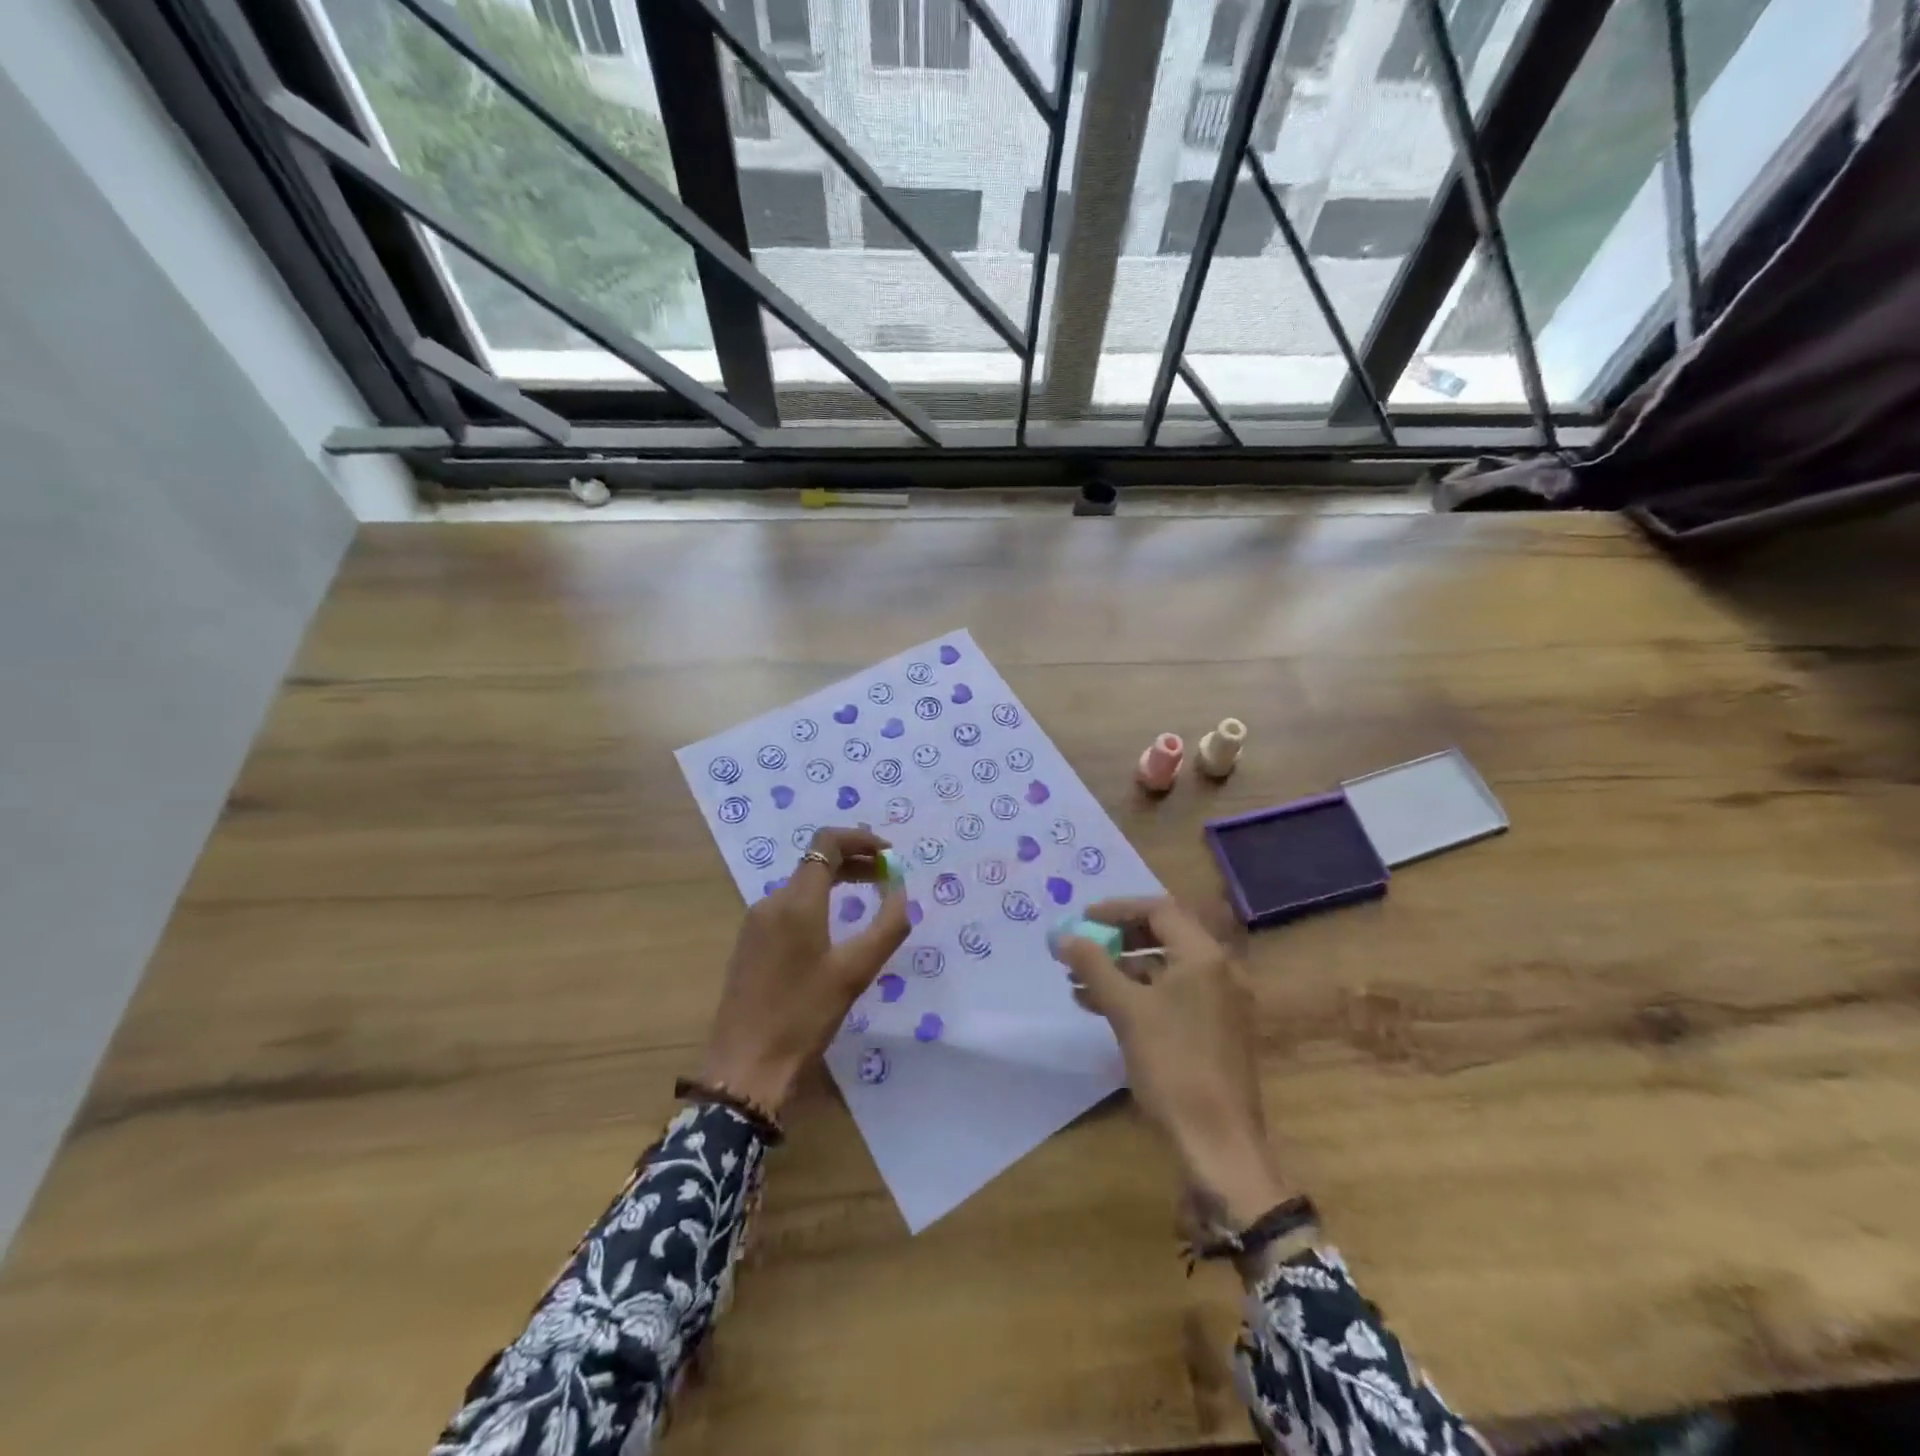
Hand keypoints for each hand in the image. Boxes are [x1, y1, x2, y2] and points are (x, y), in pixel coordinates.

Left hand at [697, 826, 909, 1114]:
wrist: (745, 1067)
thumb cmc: (804, 1016)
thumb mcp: (856, 972)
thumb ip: (887, 925)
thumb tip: (901, 890)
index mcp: (797, 901)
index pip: (827, 843)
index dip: (861, 839)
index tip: (890, 855)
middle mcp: (772, 902)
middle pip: (816, 862)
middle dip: (855, 861)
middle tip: (888, 877)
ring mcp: (756, 923)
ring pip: (802, 885)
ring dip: (837, 882)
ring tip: (868, 900)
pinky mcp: (750, 945)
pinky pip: (789, 907)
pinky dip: (818, 903)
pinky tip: (835, 929)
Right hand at [1052, 896, 1292, 1224]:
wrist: (1218, 1143)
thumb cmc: (1173, 1066)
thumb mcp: (1126, 1011)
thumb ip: (1093, 966)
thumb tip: (1062, 936)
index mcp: (1204, 957)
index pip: (1159, 910)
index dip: (1117, 909)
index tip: (1083, 919)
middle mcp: (1218, 970)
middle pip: (1163, 935)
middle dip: (1118, 939)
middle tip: (1083, 946)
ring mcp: (1219, 1001)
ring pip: (1164, 968)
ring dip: (1122, 969)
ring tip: (1078, 982)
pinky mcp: (1214, 1029)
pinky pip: (1172, 994)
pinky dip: (1138, 993)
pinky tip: (1100, 1007)